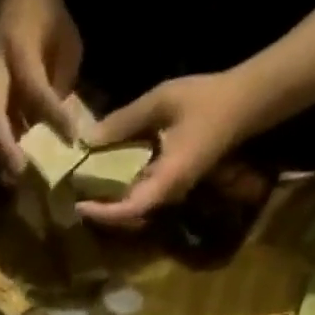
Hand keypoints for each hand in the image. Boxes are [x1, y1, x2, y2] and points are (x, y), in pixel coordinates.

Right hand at [0, 0, 83, 175]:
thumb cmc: (48, 17)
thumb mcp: (66, 42)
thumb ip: (62, 82)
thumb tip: (65, 124)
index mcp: (17, 48)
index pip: (34, 88)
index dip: (52, 115)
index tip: (71, 139)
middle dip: (5, 146)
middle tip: (20, 172)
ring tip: (13, 179)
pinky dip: (0, 148)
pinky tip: (11, 167)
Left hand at [77, 70, 267, 225]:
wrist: (246, 101)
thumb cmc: (207, 99)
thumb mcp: (163, 100)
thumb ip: (124, 121)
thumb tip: (86, 139)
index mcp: (168, 179)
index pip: (130, 210)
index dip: (103, 213)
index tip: (78, 206)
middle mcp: (167, 193)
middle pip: (125, 214)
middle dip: (97, 209)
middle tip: (68, 196)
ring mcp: (168, 190)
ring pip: (130, 205)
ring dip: (105, 200)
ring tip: (77, 187)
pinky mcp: (167, 182)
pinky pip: (138, 191)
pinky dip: (117, 187)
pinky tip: (99, 173)